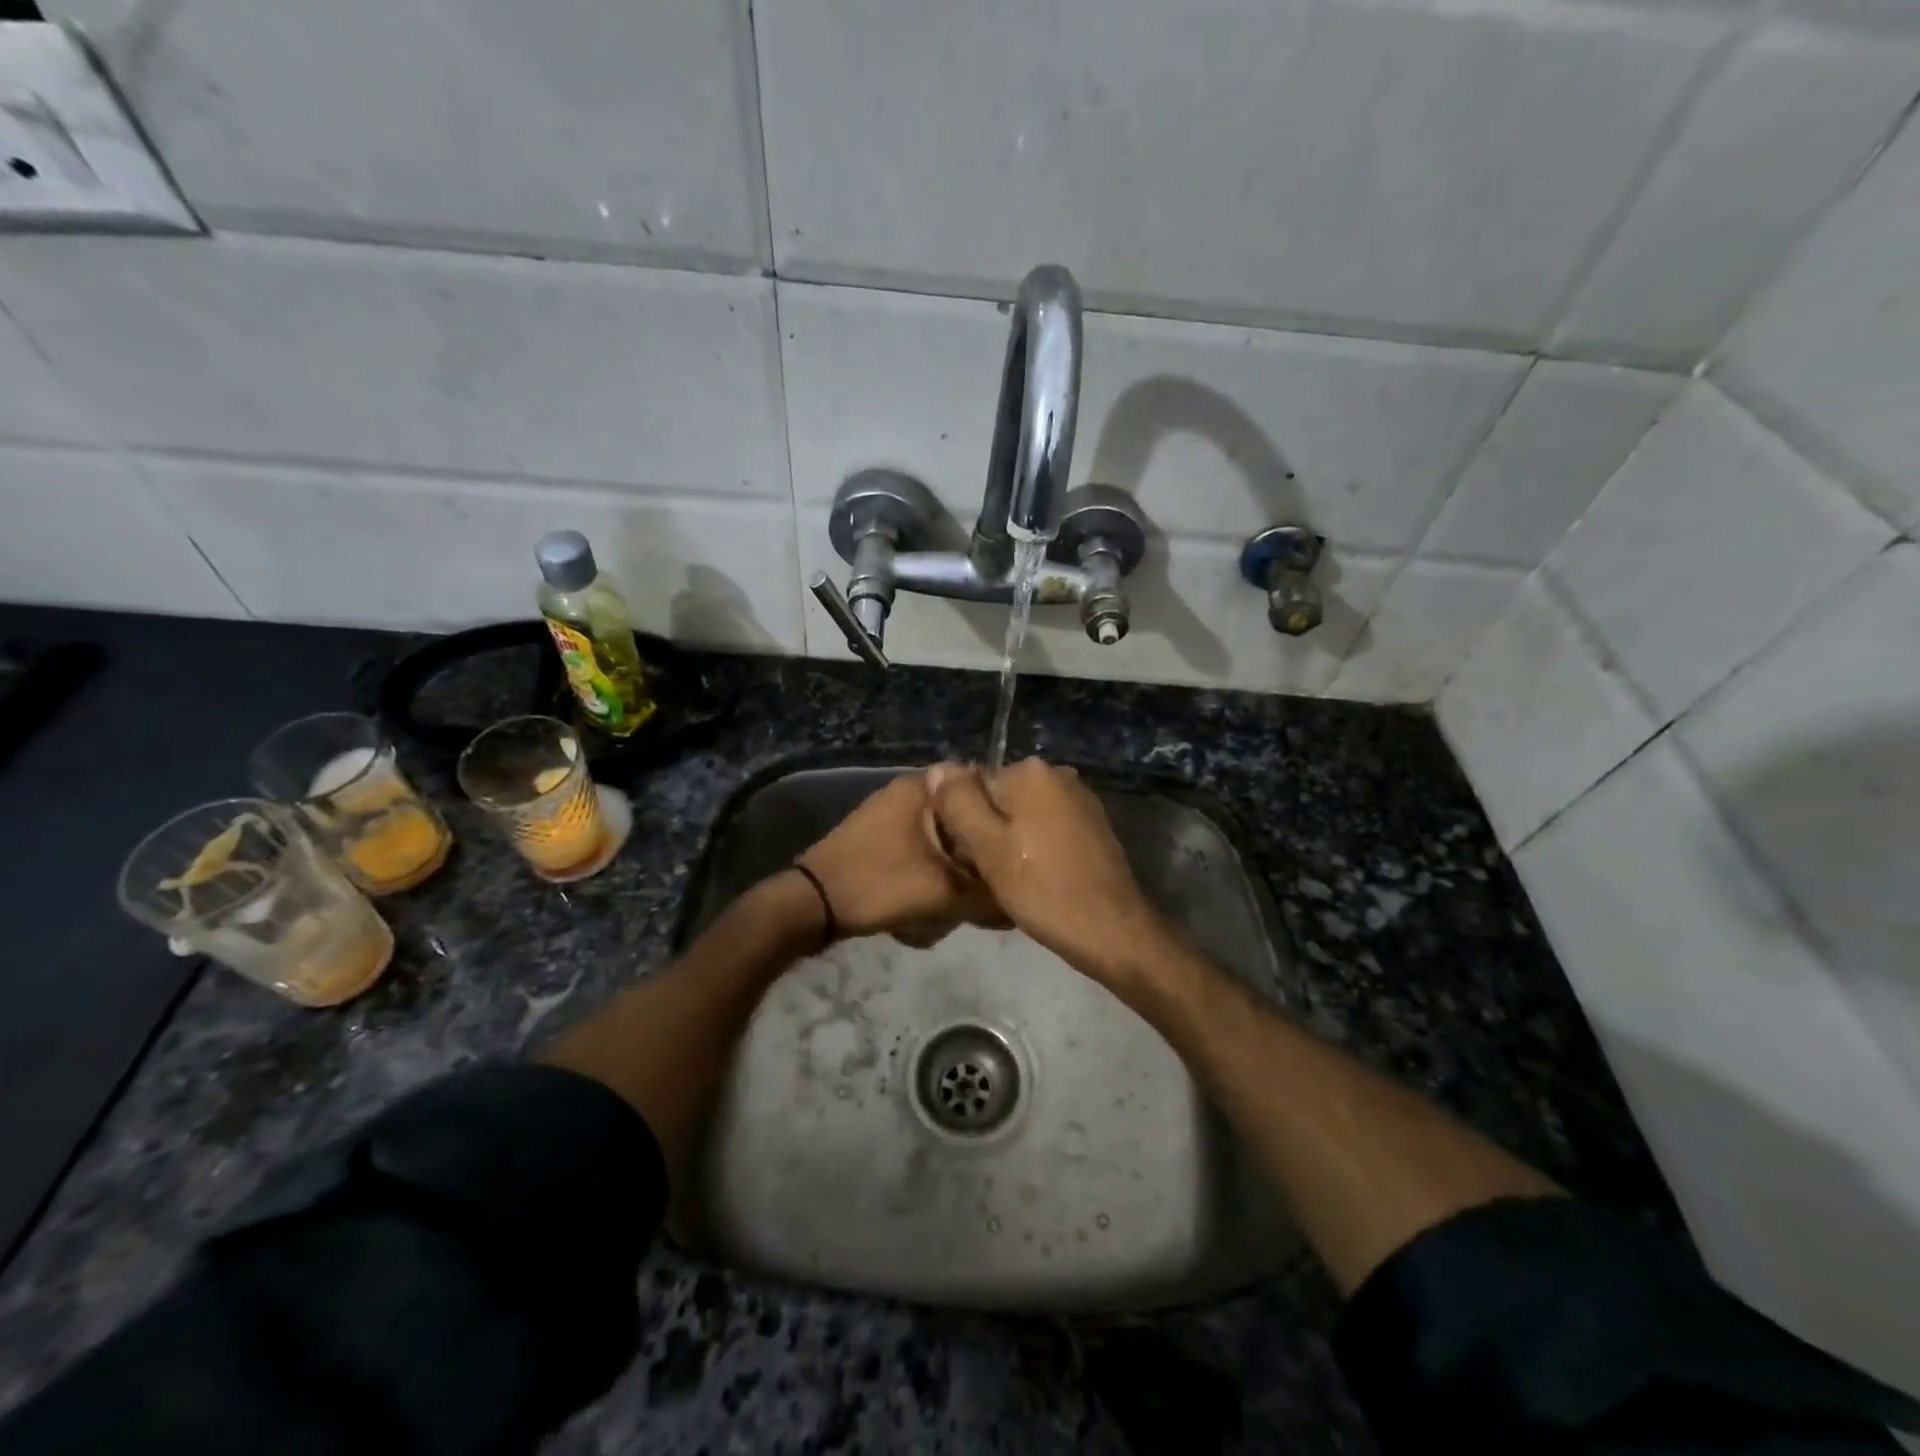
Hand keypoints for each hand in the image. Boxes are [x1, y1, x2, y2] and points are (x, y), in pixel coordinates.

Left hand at [797, 773, 1003, 946]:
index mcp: (922, 786)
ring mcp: (889, 811)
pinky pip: (922, 845)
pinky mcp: (879, 835)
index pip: (982, 783)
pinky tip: (937, 895)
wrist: (813, 904)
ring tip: (967, 892)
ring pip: (943, 833)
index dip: (1004, 813)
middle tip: (993, 876)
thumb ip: (988, 893)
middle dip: (978, 845)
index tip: (1018, 842)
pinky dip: (934, 866)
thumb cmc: (879, 884)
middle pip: (963, 812)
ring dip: (956, 861)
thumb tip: (1018, 898)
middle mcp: (907, 790)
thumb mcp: (944, 892)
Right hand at [926, 759, 1165, 982]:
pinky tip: (1039, 878)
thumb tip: (937, 767)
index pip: (974, 787)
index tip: (971, 858)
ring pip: (1024, 816)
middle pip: (1001, 799)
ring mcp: (1080, 799)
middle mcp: (1058, 773)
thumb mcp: (987, 847)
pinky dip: (1038, 848)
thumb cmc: (1042, 888)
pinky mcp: (1093, 824)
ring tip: (1014, 880)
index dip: (965, 823)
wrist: (1110, 929)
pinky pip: (1048, 828)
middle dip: (990, 831)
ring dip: (1013, 842)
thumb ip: (958, 802)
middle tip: (991, 873)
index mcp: (1031, 771)